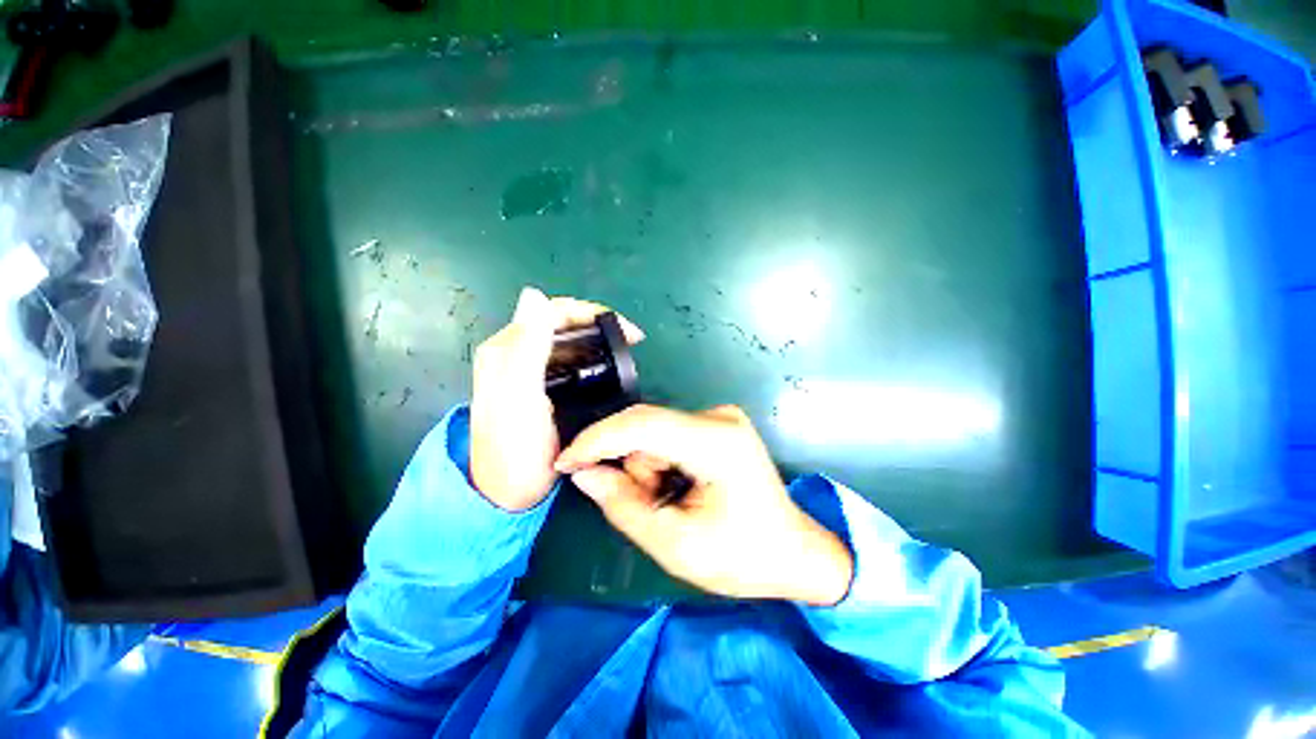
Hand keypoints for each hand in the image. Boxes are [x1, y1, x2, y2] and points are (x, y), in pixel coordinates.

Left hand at [470, 287, 643, 510]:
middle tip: (631, 342)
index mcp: (507, 349)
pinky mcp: (540, 388)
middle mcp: (515, 353)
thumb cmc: (515, 448)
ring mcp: (528, 372)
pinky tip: (606, 370)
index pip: (552, 311)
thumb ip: (527, 346)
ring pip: (567, 343)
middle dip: (598, 326)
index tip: (625, 329)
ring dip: (597, 343)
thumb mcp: (519, 396)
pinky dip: (590, 361)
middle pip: (561, 324)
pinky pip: (569, 362)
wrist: (507, 494)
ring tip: (624, 354)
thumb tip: (535, 294)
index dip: (590, 312)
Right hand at [555, 404, 853, 605]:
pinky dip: (662, 464)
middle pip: (646, 430)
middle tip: (647, 508)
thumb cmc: (742, 557)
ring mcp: (720, 416)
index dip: (597, 440)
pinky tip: (681, 487)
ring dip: (649, 470)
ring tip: (672, 503)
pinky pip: (668, 436)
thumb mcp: (676, 545)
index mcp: (717, 443)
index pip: (642, 425)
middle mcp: (718, 417)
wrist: (793, 551)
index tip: (565, 463)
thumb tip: (585, 474)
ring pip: (654, 435)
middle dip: (633, 470)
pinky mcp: (717, 423)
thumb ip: (624, 507)